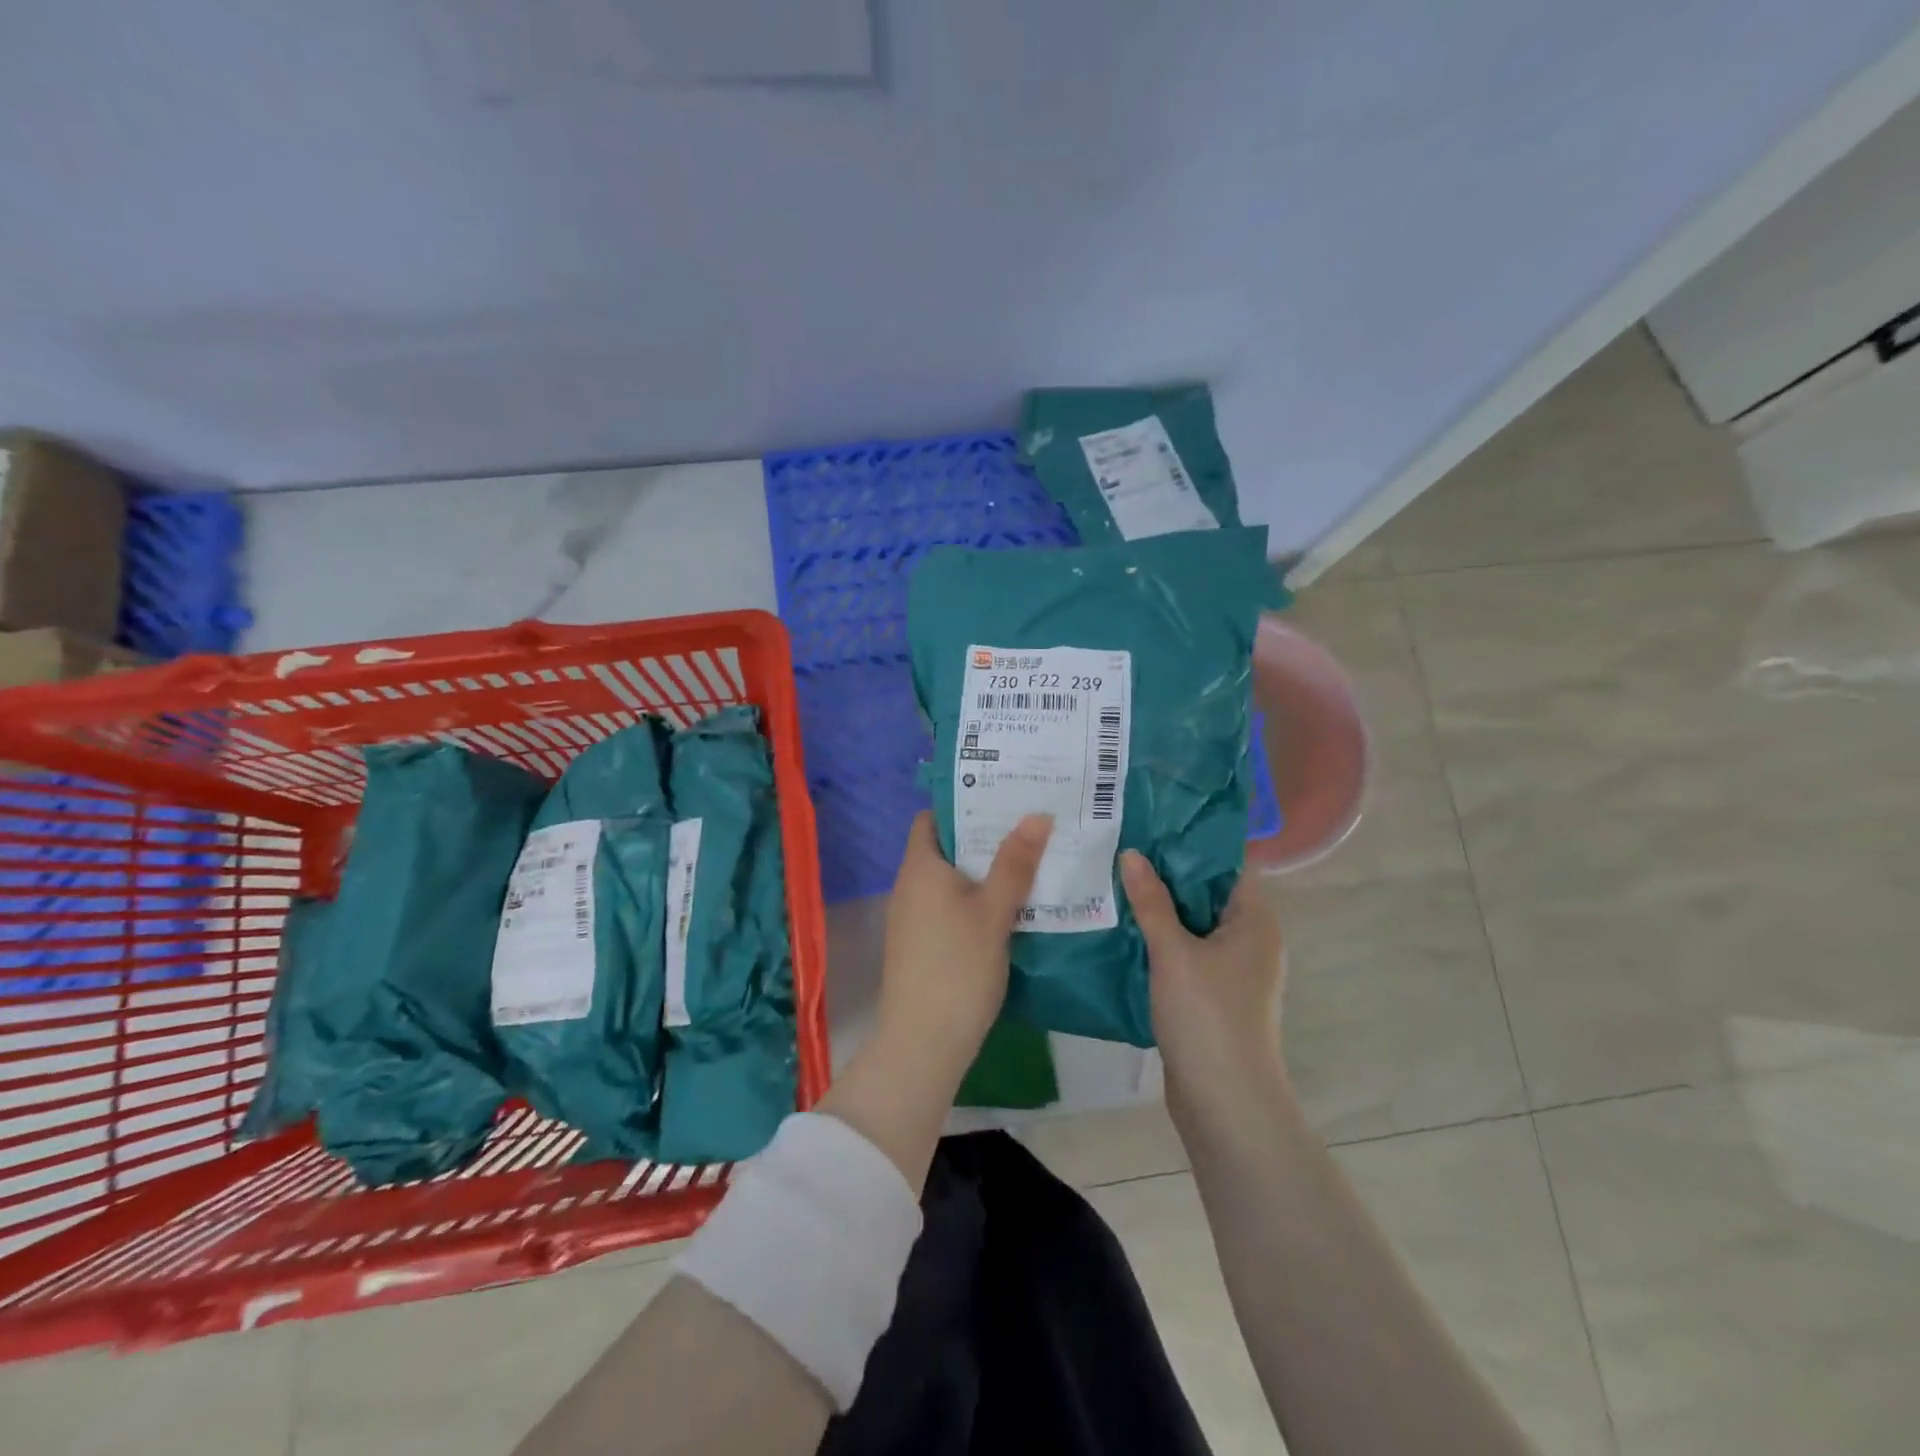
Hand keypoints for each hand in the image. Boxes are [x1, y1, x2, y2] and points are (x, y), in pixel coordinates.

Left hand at [879, 811, 1052, 1083]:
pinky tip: (1009, 908)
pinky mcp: (919, 944)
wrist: (923, 1042)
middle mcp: (909, 885)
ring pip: (950, 880)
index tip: (1002, 799)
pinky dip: (974, 899)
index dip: (964, 805)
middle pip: (945, 847)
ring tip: (1027, 862)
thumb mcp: (994, 911)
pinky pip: (948, 906)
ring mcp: (912, 917)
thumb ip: (1015, 863)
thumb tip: (1037, 815)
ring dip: (983, 871)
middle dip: (984, 838)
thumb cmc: (958, 967)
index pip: (932, 818)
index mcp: (920, 867)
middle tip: (1028, 828)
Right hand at [1121, 852, 1286, 1125]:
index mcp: (1255, 921)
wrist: (1225, 1102)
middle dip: (1167, 874)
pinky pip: (1187, 953)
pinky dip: (1162, 941)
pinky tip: (1124, 931)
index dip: (1192, 842)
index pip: (1228, 864)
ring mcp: (1234, 971)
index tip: (1152, 825)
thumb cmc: (1207, 1016)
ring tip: (1116, 883)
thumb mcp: (1173, 952)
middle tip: (1123, 849)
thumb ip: (1151, 901)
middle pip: (1208, 893)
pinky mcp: (1215, 996)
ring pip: (1194, 925)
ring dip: (1160, 909)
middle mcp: (1251, 940)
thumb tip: (1131, 853)